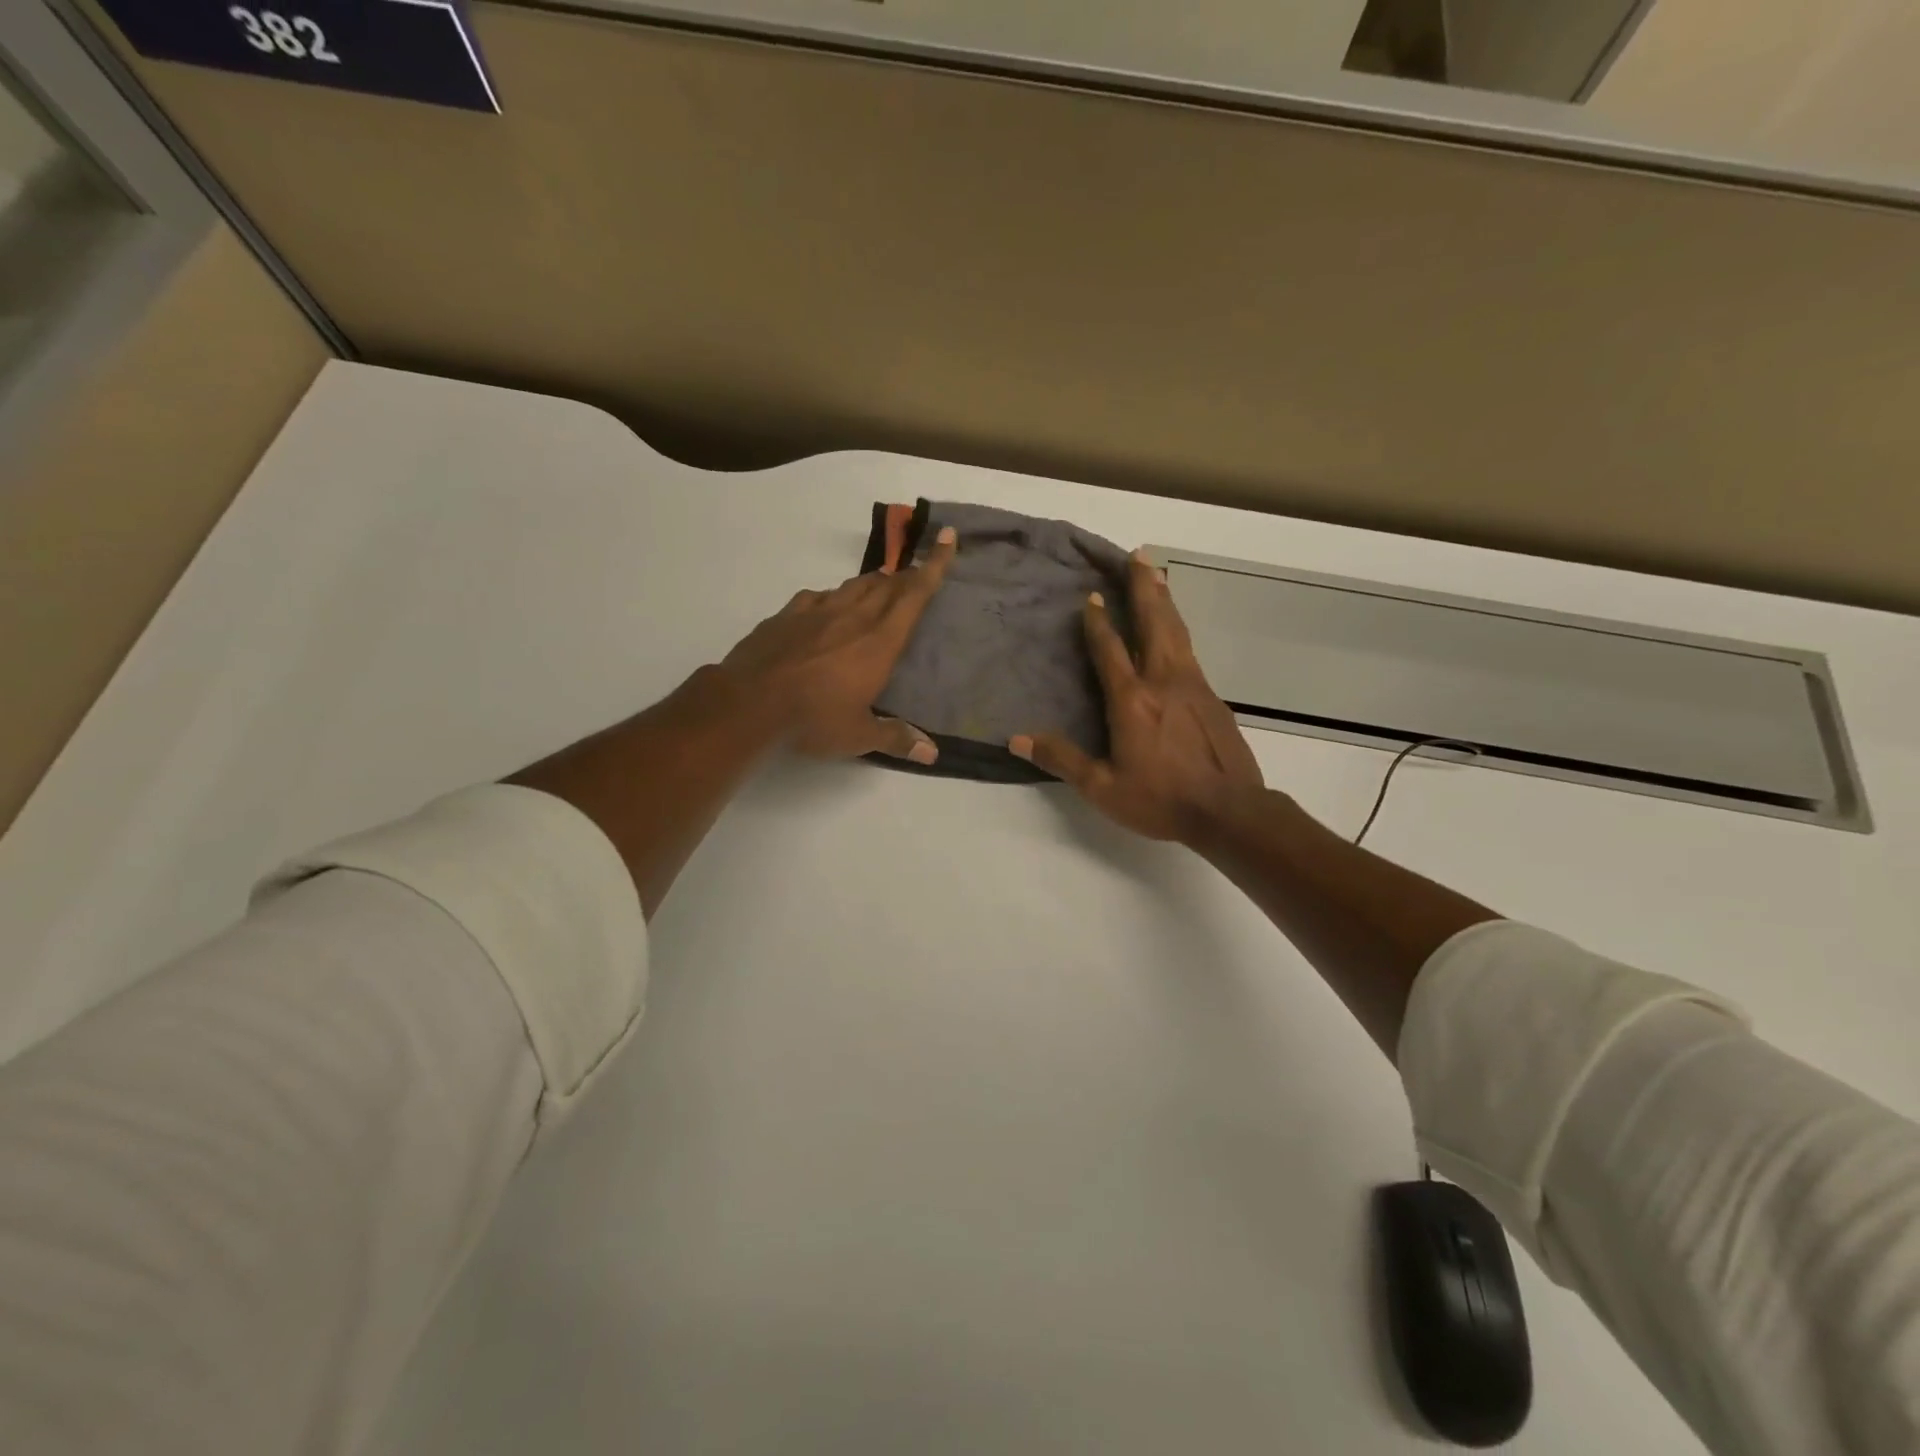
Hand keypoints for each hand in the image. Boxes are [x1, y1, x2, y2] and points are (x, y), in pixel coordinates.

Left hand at [720, 526, 958, 762]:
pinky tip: (828, 604)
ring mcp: (816, 612)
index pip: (914, 595)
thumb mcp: (859, 736)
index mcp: (879, 642)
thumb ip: (896, 738)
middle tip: (918, 570)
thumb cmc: (814, 719)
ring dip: (873, 582)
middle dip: (907, 574)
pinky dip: (832, 596)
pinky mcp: (787, 616)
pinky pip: (817, 596)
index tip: (946, 537)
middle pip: (887, 585)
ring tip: (882, 584)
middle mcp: (852, 617)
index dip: (934, 565)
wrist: (749, 703)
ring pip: (853, 586)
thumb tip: (933, 754)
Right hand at [1010, 551, 1262, 841]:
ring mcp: (1193, 686)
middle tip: (1138, 556)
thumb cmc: (1161, 800)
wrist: (1230, 812)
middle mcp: (1163, 682)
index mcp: (1132, 701)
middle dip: (1143, 588)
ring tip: (1158, 573)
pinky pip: (1190, 650)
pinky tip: (1176, 630)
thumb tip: (1015, 740)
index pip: (1110, 650)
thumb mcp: (1102, 788)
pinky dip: (1179, 628)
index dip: (1097, 622)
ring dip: (1164, 600)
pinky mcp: (1213, 698)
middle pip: (1153, 623)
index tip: (1090, 597)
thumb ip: (1061, 760)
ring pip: (1176, 631)